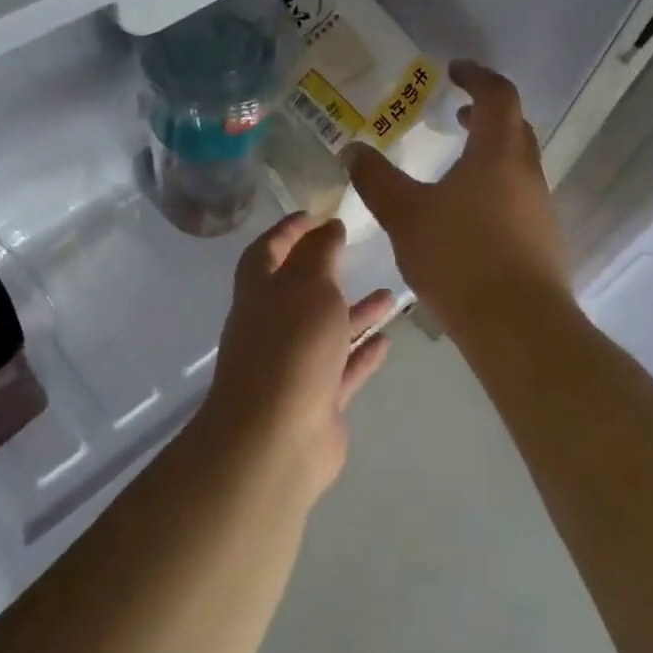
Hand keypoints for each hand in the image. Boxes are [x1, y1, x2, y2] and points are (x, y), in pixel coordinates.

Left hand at [196, 214, 394, 504]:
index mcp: (260, 292)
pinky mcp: (317, 400)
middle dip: (326, 270)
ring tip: (391, 295)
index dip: (289, 229)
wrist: (276, 439)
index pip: (269, 249)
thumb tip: (327, 228)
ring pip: (328, 331)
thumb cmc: (291, 348)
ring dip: (355, 313)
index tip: (316, 213)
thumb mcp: (308, 286)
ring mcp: (295, 366)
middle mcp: (274, 326)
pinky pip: (343, 369)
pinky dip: (362, 354)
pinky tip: (387, 340)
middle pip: (300, 291)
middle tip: (355, 250)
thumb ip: (321, 254)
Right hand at [344, 62, 570, 335]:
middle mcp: (527, 173)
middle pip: (514, 126)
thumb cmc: (460, 258)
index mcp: (499, 152)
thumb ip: (377, 180)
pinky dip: (495, 187)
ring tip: (455, 168)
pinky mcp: (543, 240)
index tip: (454, 70)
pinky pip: (519, 197)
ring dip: (490, 153)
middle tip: (455, 114)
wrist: (518, 326)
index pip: (498, 94)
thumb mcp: (406, 215)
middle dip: (486, 113)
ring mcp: (541, 208)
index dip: (477, 76)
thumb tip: (352, 149)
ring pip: (517, 164)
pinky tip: (467, 217)